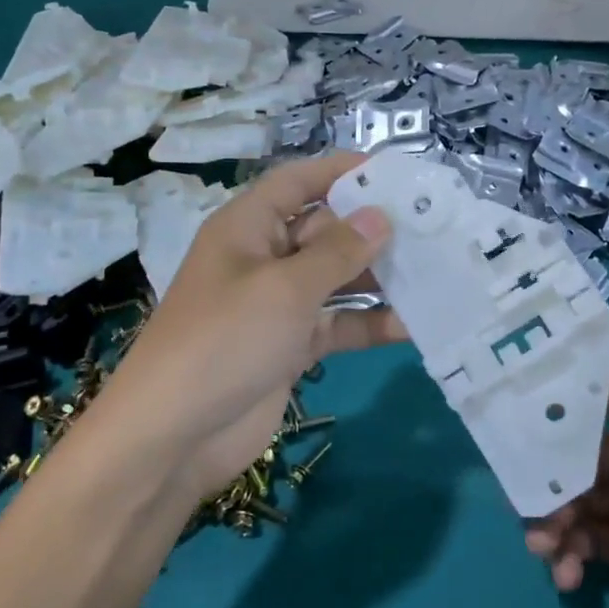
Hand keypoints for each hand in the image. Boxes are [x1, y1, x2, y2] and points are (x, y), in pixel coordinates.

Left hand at [85, 152, 404, 504]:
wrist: (174, 436)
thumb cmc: (225, 340)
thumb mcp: (284, 288)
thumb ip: (338, 252)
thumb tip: (380, 216)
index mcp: (248, 228)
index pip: (297, 183)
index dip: (339, 171)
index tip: (392, 171)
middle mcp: (263, 259)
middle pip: (324, 230)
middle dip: (372, 229)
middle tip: (432, 227)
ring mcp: (277, 306)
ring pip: (336, 280)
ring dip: (378, 279)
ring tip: (434, 271)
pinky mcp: (290, 347)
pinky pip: (337, 325)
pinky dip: (369, 325)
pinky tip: (413, 325)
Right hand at [526, 345, 608, 607]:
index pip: (608, 403)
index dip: (567, 401)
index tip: (519, 404)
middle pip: (579, 457)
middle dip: (548, 472)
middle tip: (525, 498)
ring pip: (575, 500)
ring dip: (551, 518)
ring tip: (544, 547)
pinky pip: (583, 544)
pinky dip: (566, 556)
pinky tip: (567, 578)